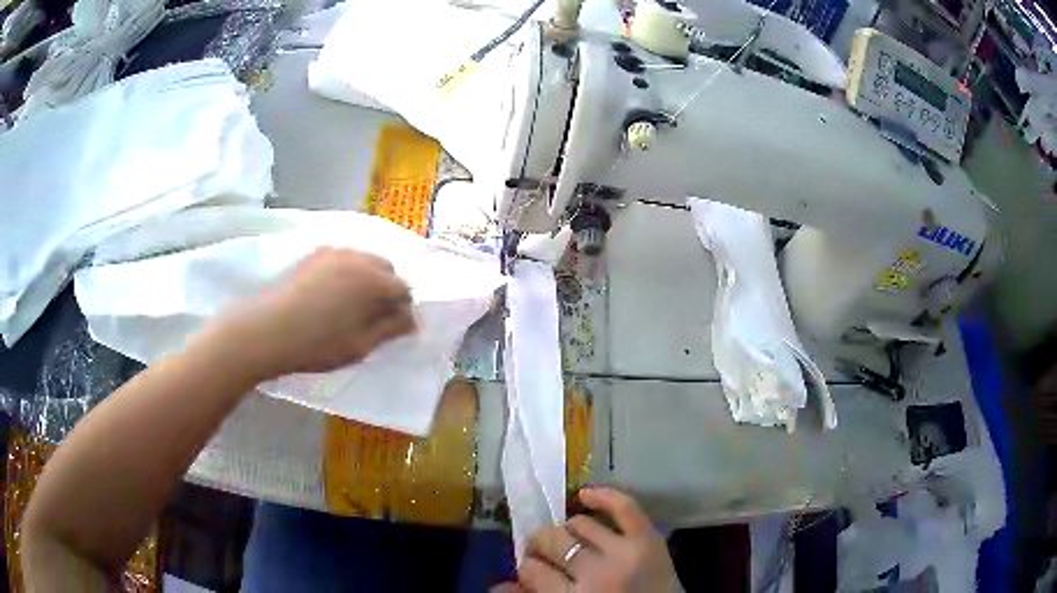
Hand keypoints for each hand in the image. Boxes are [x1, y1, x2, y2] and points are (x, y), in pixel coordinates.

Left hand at [212, 247, 414, 379]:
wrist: (268, 330)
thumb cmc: (318, 344)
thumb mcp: (360, 345)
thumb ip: (390, 329)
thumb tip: (411, 320)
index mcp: (373, 280)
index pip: (404, 288)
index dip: (403, 309)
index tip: (395, 329)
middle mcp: (357, 257)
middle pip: (386, 268)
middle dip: (387, 289)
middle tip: (374, 317)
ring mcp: (333, 252)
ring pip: (363, 260)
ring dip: (367, 279)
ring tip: (353, 306)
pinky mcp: (313, 255)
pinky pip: (342, 259)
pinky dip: (347, 272)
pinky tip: (333, 295)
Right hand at [516, 487, 677, 591]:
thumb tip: (497, 585)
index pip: (533, 571)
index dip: (527, 566)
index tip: (531, 568)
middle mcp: (596, 573)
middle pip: (553, 542)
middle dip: (540, 543)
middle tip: (542, 549)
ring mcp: (625, 552)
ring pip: (580, 524)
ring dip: (567, 529)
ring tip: (568, 537)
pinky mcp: (649, 539)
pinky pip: (624, 506)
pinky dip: (603, 495)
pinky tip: (585, 495)